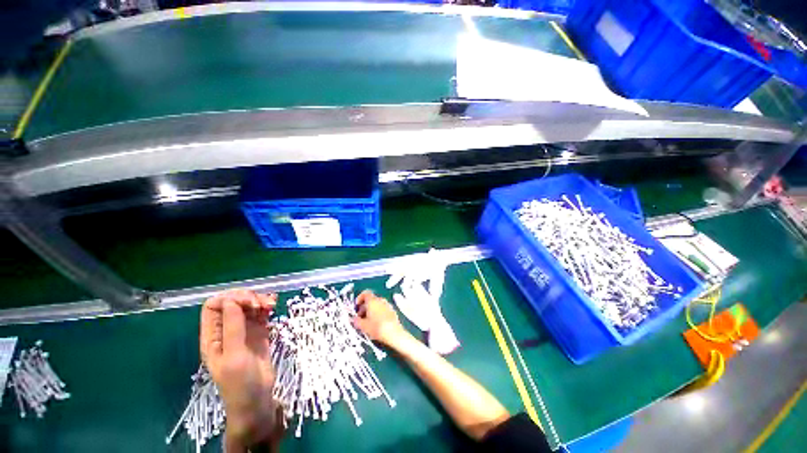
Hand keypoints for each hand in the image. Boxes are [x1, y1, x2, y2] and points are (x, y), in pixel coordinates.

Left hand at [200, 289, 281, 447]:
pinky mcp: (259, 332)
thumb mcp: (234, 356)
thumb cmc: (240, 383)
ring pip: (248, 306)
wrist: (257, 399)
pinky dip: (267, 306)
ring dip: (259, 300)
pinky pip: (261, 313)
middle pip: (233, 302)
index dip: (229, 299)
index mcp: (213, 336)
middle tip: (261, 304)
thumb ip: (232, 328)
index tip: (248, 303)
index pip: (213, 306)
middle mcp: (227, 330)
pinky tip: (273, 305)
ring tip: (271, 304)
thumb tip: (231, 300)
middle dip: (247, 298)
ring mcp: (244, 331)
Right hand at [353, 290, 409, 347]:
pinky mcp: (393, 311)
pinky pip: (383, 309)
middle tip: (360, 317)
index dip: (359, 298)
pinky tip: (377, 323)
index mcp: (372, 301)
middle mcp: (381, 300)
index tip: (356, 306)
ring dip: (371, 310)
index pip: (365, 293)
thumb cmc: (376, 327)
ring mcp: (388, 305)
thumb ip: (356, 321)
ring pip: (377, 304)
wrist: (394, 333)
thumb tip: (353, 319)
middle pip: (371, 299)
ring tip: (367, 321)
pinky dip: (378, 313)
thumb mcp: (363, 326)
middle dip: (364, 307)